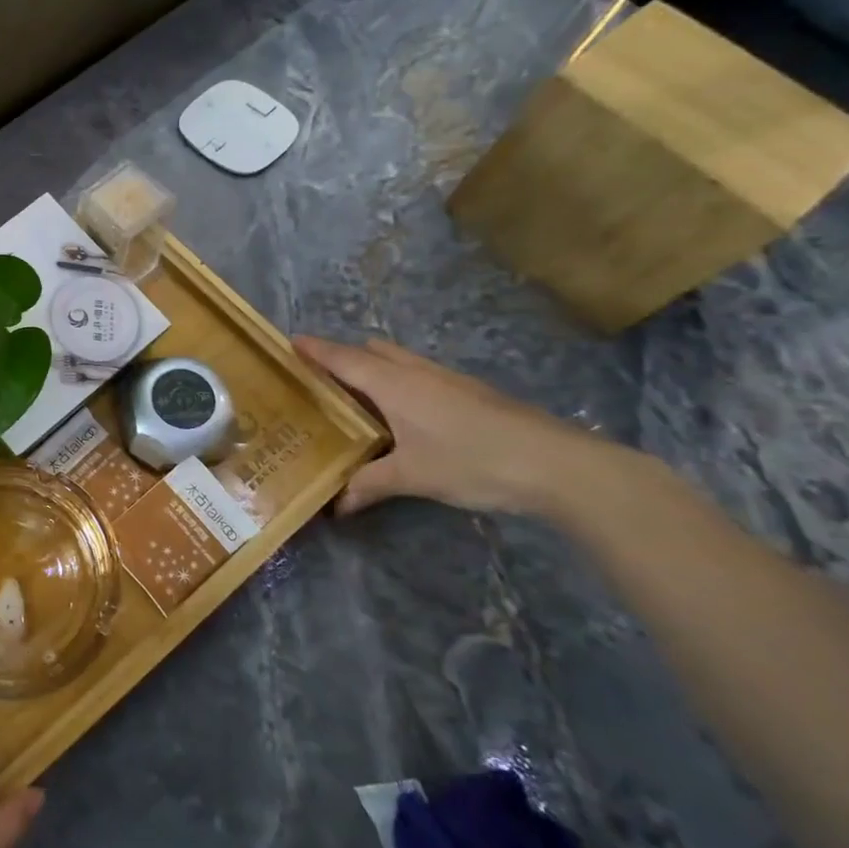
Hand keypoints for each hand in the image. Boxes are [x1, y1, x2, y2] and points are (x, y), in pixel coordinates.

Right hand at [294, 335, 617, 517]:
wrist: (558, 465)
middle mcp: (417, 373)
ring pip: (401, 361)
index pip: (343, 359)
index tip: (290, 341)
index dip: (316, 350)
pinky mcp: (472, 393)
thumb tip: (335, 506)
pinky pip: (421, 375)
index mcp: (393, 384)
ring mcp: (449, 380)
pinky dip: (402, 382)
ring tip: (360, 397)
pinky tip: (407, 415)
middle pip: (373, 351)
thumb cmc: (472, 461)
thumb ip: (369, 485)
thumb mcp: (413, 477)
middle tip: (322, 379)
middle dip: (346, 357)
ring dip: (377, 368)